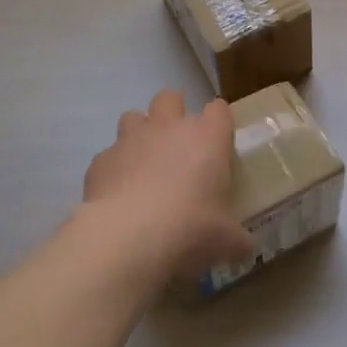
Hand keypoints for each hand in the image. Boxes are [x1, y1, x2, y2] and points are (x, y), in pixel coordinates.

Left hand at [83, 90, 253, 278]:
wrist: (129, 238)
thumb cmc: (191, 228)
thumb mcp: (226, 240)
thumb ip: (237, 239)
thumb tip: (245, 248)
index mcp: (207, 138)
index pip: (218, 110)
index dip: (219, 121)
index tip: (219, 141)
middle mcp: (169, 128)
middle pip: (170, 98)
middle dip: (174, 112)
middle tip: (179, 144)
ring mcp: (130, 140)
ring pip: (133, 116)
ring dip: (140, 133)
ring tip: (144, 162)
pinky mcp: (100, 160)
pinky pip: (109, 155)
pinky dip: (115, 168)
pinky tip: (119, 193)